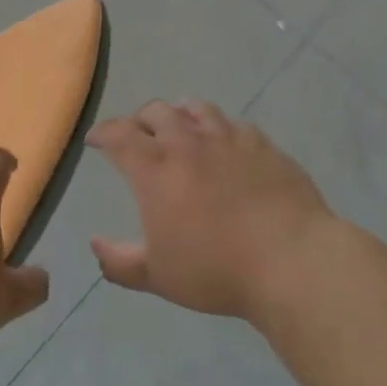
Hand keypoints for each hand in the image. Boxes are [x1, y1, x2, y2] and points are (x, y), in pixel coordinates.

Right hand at [87, 100, 333, 321]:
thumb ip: (119, 262)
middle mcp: (187, 143)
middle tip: (138, 136)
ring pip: (196, 109)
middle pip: (156, 112)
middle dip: (140, 120)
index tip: (96, 139)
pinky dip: (220, 128)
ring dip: (179, 114)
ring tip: (179, 126)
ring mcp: (228, 139)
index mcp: (155, 169)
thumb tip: (95, 243)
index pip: (119, 135)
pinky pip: (234, 124)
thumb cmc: (216, 270)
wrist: (291, 260)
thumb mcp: (158, 276)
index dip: (103, 133)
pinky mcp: (262, 144)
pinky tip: (225, 143)